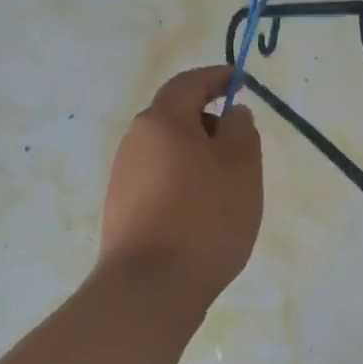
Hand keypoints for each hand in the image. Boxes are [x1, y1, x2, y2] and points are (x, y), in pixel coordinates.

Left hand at [99, 67, 262, 307]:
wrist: (151, 286)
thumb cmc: (204, 216)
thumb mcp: (241, 166)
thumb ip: (241, 130)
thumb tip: (231, 114)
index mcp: (161, 120)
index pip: (188, 83)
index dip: (215, 77)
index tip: (238, 80)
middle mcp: (135, 141)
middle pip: (175, 118)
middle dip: (209, 123)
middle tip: (241, 145)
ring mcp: (123, 177)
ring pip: (168, 153)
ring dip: (196, 157)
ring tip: (227, 186)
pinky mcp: (122, 210)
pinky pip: (159, 182)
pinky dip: (183, 184)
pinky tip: (202, 213)